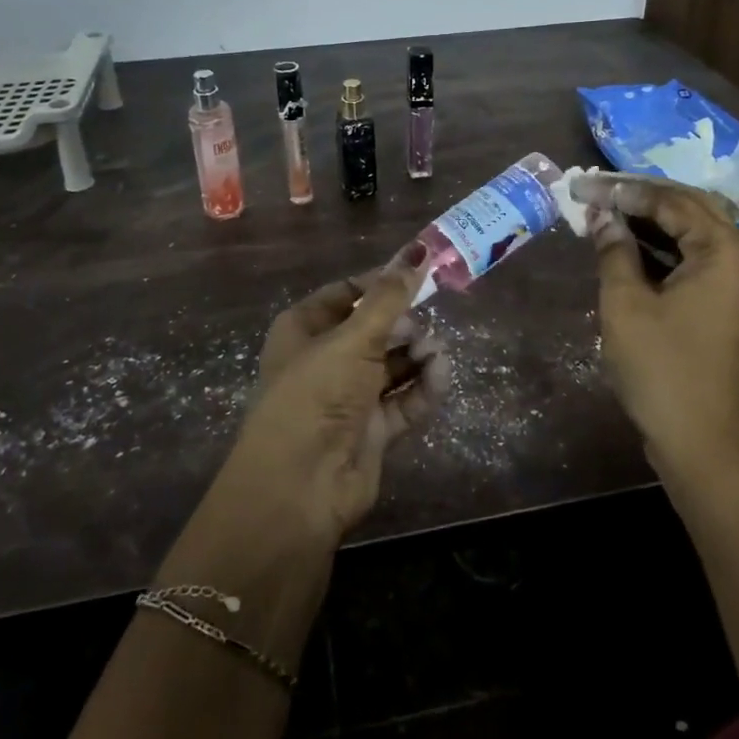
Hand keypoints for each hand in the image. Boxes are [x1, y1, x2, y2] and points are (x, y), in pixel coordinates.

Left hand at [217, 246, 450, 546]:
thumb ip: (390, 297)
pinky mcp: (371, 431)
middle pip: (375, 328)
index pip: (347, 292)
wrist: (299, 488)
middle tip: (423, 329)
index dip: (382, 283)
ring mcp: (348, 397)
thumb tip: (419, 250)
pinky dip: (423, 388)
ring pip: (393, 364)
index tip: (420, 274)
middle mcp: (325, 359)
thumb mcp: (353, 338)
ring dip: (418, 355)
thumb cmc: (316, 394)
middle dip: (404, 325)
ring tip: (434, 353)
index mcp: (304, 329)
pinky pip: (404, 400)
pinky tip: (440, 376)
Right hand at [569, 175, 738, 476]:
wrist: (701, 441)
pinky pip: (696, 257)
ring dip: (651, 220)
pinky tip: (628, 243)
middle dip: (641, 196)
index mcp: (725, 252)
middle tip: (596, 190)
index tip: (584, 185)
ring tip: (606, 210)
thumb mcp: (625, 303)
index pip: (672, 202)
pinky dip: (663, 247)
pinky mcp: (729, 302)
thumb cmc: (661, 368)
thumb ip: (614, 250)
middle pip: (690, 208)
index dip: (625, 191)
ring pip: (693, 231)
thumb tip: (601, 214)